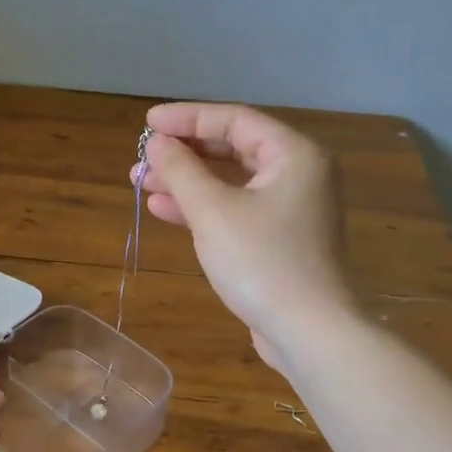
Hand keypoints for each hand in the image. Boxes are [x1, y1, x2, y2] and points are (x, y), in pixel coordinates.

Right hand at [139, 103, 357, 370]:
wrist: (309, 332)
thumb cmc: (262, 262)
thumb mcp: (213, 211)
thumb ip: (181, 170)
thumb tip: (157, 143)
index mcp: (294, 154)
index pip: (234, 120)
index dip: (187, 118)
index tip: (147, 124)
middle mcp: (299, 174)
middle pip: (233, 149)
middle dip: (184, 153)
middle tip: (142, 159)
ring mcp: (292, 209)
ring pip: (232, 182)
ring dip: (187, 182)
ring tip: (141, 183)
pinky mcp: (280, 239)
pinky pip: (237, 209)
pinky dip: (203, 208)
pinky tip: (164, 210)